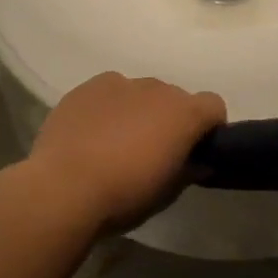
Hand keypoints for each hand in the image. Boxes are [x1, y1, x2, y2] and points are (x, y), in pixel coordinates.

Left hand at [29, 72, 225, 228]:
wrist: (63, 187)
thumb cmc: (125, 195)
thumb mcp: (166, 194)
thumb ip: (188, 171)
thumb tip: (199, 162)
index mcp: (183, 112)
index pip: (213, 105)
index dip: (209, 126)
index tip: (195, 150)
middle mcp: (155, 88)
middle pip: (174, 97)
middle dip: (170, 119)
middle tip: (152, 151)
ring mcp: (118, 83)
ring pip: (139, 93)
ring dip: (138, 110)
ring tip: (117, 142)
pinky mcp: (86, 87)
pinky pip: (108, 92)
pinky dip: (108, 108)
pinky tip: (91, 134)